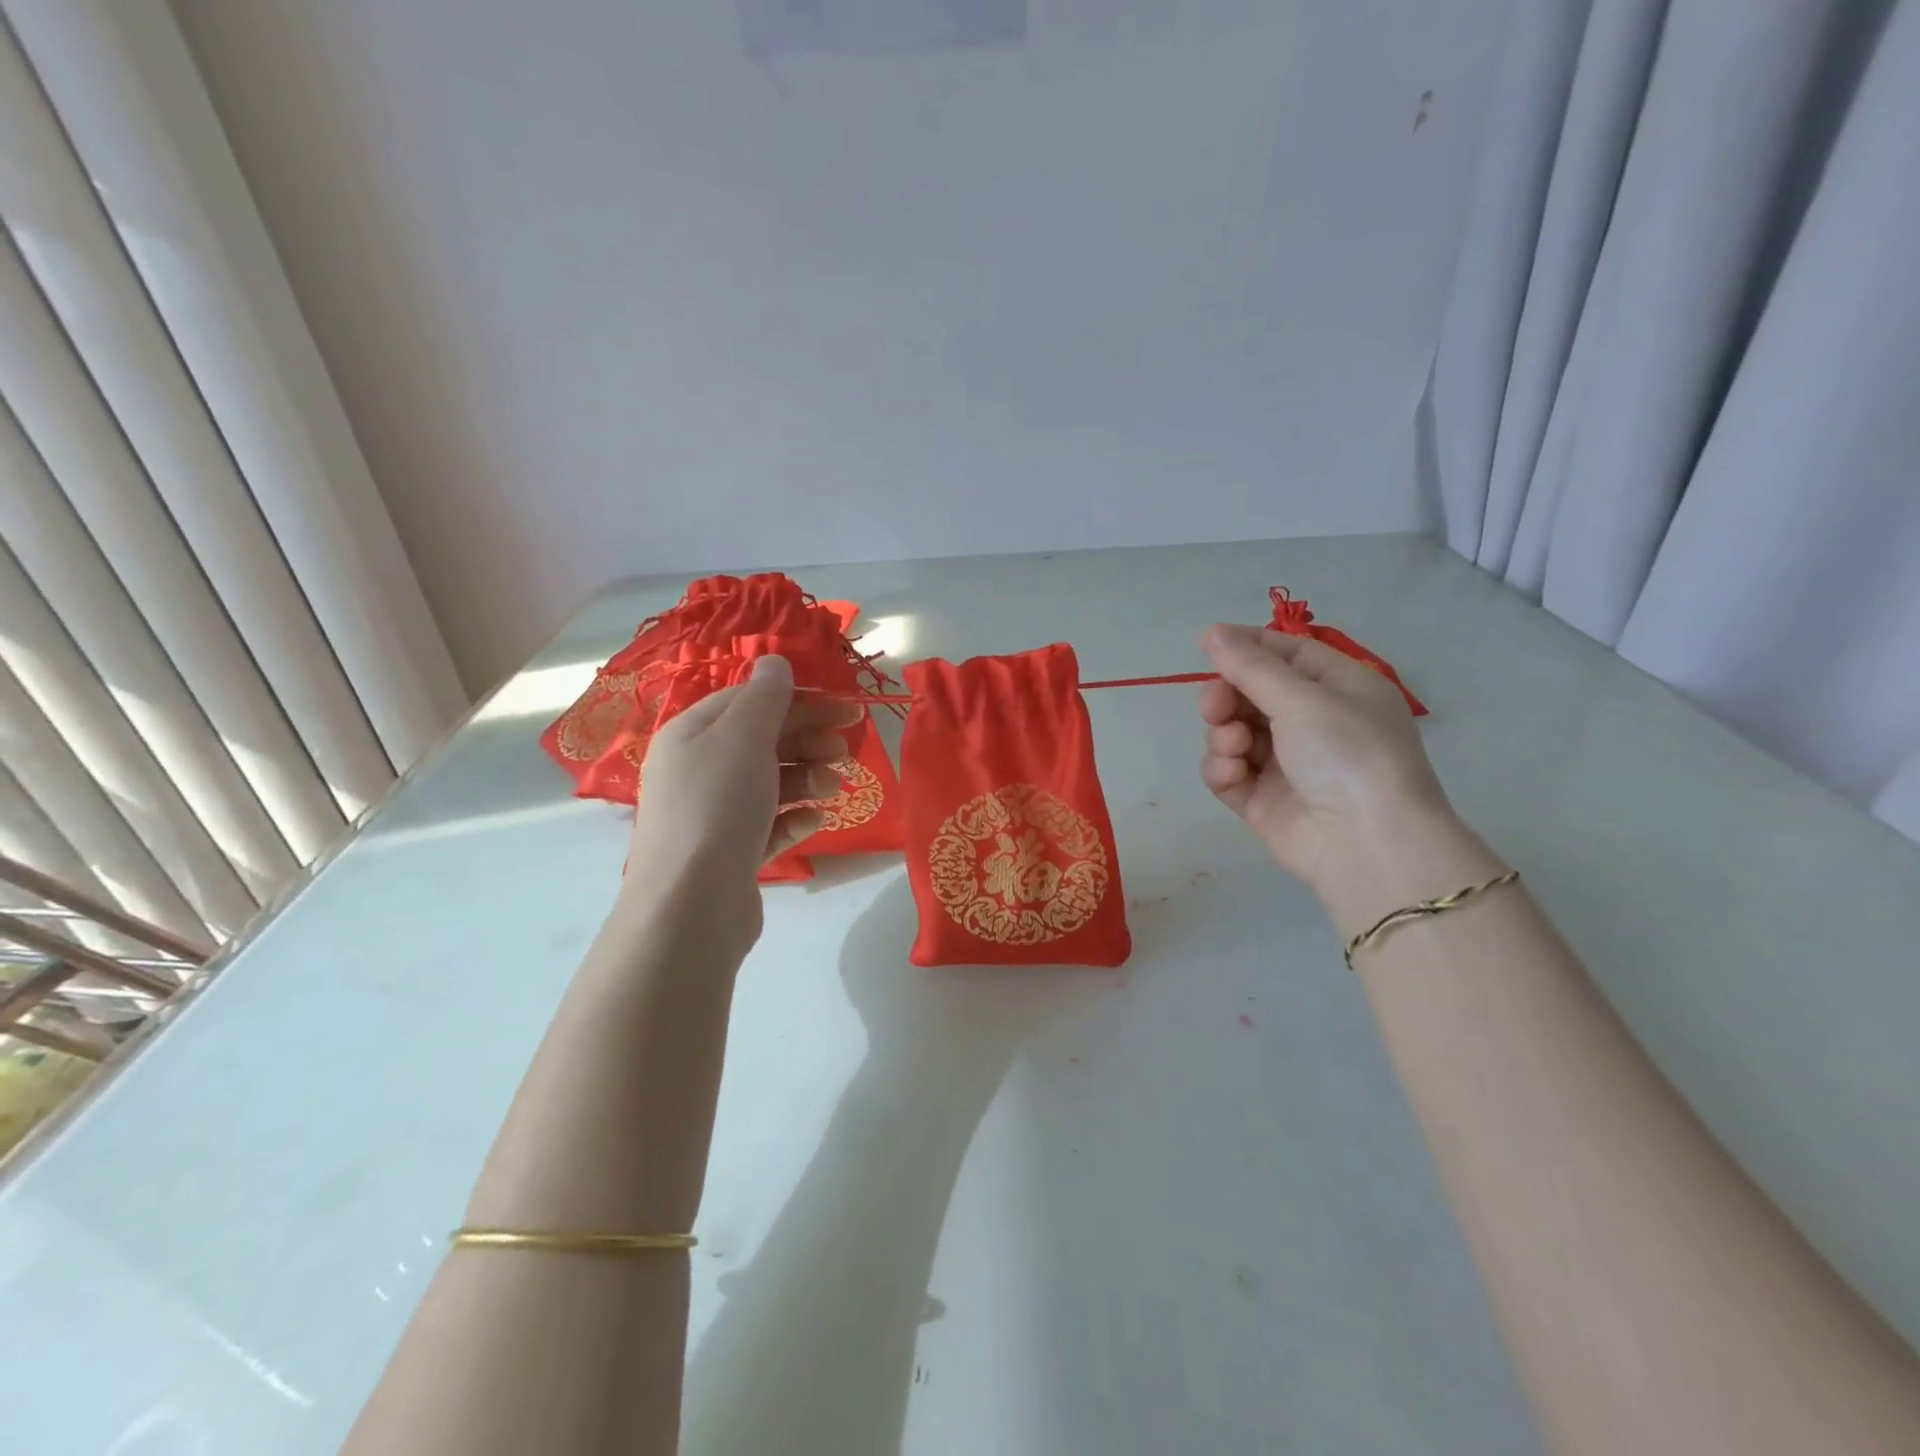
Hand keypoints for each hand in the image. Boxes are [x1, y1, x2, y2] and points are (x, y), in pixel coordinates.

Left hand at [626, 656, 862, 940]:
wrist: (691, 905)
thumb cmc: (717, 806)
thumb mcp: (743, 737)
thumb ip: (764, 697)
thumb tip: (774, 661)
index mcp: (692, 734)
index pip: (750, 701)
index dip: (799, 700)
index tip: (843, 709)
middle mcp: (698, 769)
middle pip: (763, 741)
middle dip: (808, 740)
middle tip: (844, 750)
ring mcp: (714, 814)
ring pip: (771, 782)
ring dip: (808, 778)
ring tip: (833, 787)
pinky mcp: (732, 852)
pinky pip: (770, 824)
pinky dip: (795, 817)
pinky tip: (815, 820)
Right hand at [1197, 624, 1451, 892]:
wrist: (1366, 843)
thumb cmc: (1347, 754)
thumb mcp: (1303, 698)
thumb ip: (1251, 666)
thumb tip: (1212, 632)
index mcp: (1339, 688)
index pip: (1287, 653)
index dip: (1248, 646)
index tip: (1207, 643)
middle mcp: (1313, 722)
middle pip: (1251, 693)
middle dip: (1226, 697)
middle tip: (1216, 707)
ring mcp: (1286, 763)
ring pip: (1233, 732)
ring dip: (1223, 733)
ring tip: (1234, 746)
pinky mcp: (1262, 799)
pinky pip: (1228, 771)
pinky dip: (1223, 768)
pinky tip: (1232, 773)